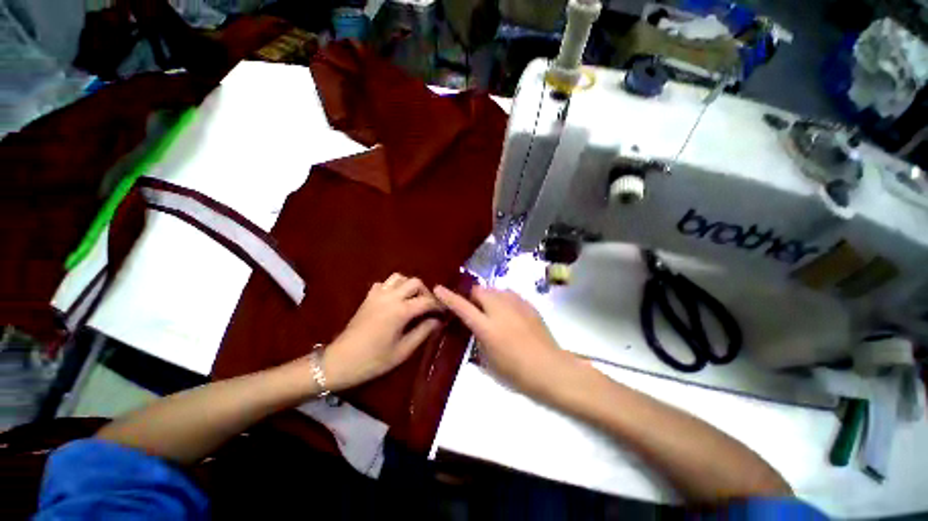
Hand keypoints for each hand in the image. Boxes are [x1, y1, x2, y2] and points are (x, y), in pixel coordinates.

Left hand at [322, 273, 441, 391]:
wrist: (340, 361)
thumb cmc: (374, 360)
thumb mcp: (403, 350)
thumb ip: (423, 332)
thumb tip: (437, 321)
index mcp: (400, 311)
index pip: (427, 300)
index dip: (438, 305)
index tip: (444, 313)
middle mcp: (390, 297)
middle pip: (415, 282)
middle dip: (426, 292)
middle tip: (428, 307)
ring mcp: (377, 295)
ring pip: (399, 278)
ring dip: (409, 286)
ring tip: (413, 300)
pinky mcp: (368, 297)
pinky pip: (384, 283)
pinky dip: (393, 287)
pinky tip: (394, 300)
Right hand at [434, 285, 579, 400]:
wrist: (551, 368)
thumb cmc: (517, 373)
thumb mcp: (489, 362)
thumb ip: (478, 340)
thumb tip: (474, 328)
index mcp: (487, 328)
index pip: (462, 307)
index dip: (449, 297)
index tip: (438, 288)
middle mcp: (500, 310)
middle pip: (480, 291)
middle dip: (472, 296)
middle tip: (473, 308)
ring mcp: (516, 305)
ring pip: (495, 290)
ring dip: (488, 296)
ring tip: (491, 309)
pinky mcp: (528, 304)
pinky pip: (509, 294)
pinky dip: (503, 299)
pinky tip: (508, 312)